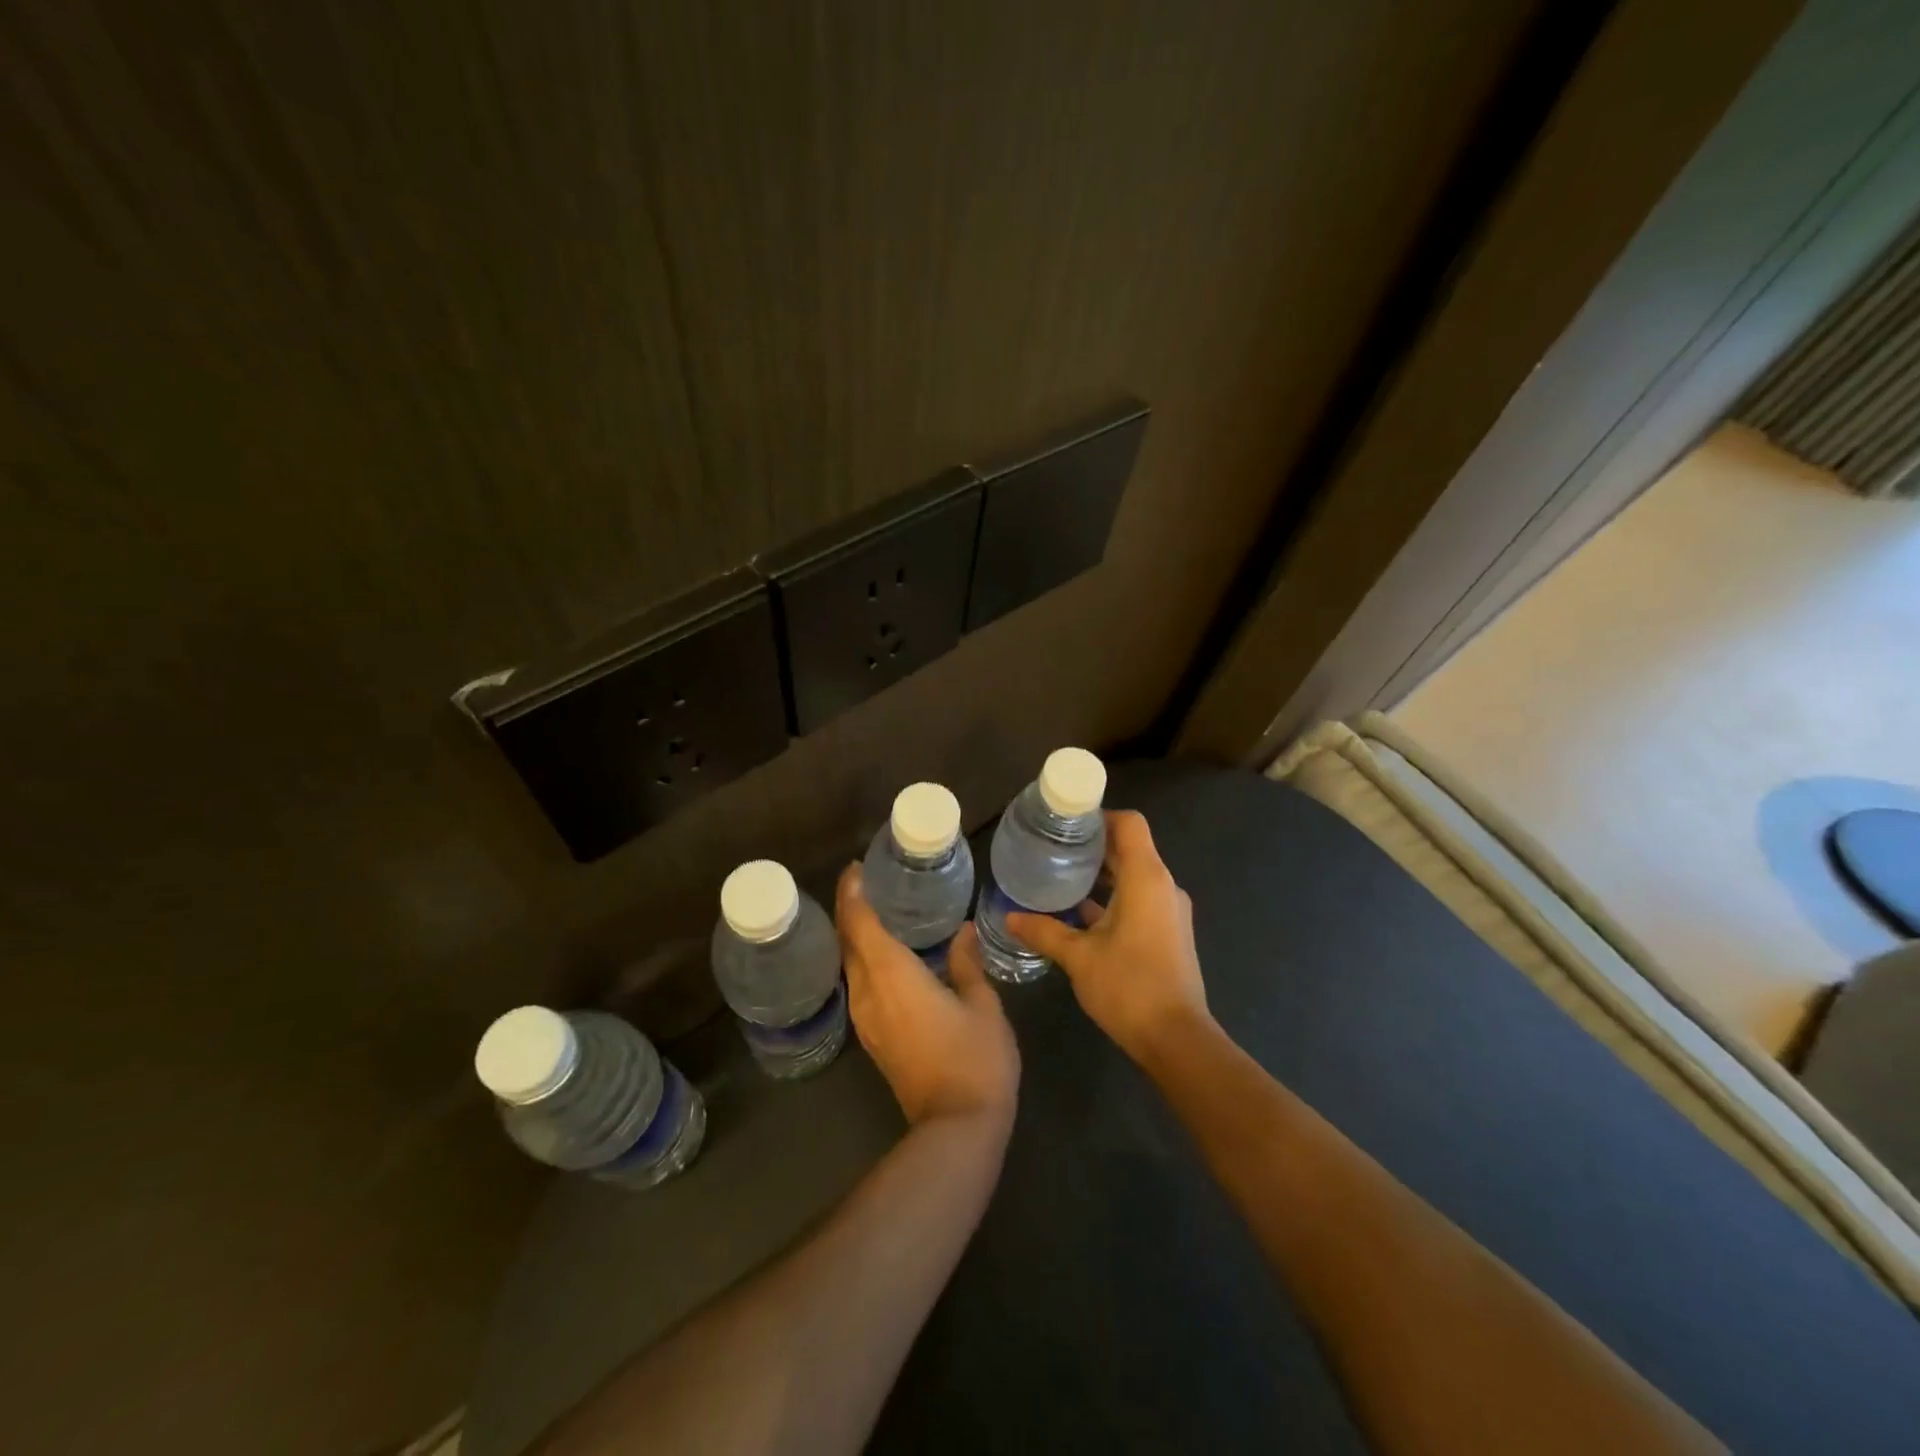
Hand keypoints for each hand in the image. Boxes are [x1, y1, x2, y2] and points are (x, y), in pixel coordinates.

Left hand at [837, 865, 1019, 1127]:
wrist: (957, 1128)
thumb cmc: (976, 1058)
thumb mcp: (982, 1004)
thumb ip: (966, 963)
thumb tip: (961, 932)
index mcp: (892, 975)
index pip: (860, 923)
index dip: (852, 893)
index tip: (855, 868)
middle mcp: (869, 992)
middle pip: (848, 942)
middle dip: (850, 909)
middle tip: (867, 882)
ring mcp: (867, 1019)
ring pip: (851, 965)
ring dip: (856, 936)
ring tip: (878, 911)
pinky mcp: (874, 1038)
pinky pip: (861, 985)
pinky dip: (866, 960)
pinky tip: (888, 955)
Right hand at [1005, 810, 1210, 1064]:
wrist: (1177, 1039)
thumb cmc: (1128, 987)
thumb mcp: (1078, 957)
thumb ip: (1044, 931)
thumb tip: (1009, 917)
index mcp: (1146, 878)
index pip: (1129, 824)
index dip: (1099, 816)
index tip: (1066, 823)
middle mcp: (1163, 886)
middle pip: (1130, 848)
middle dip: (1093, 845)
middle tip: (1053, 847)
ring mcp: (1169, 910)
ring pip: (1134, 876)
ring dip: (1102, 874)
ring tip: (1061, 876)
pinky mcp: (1169, 932)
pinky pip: (1139, 899)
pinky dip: (1113, 898)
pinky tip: (1079, 913)